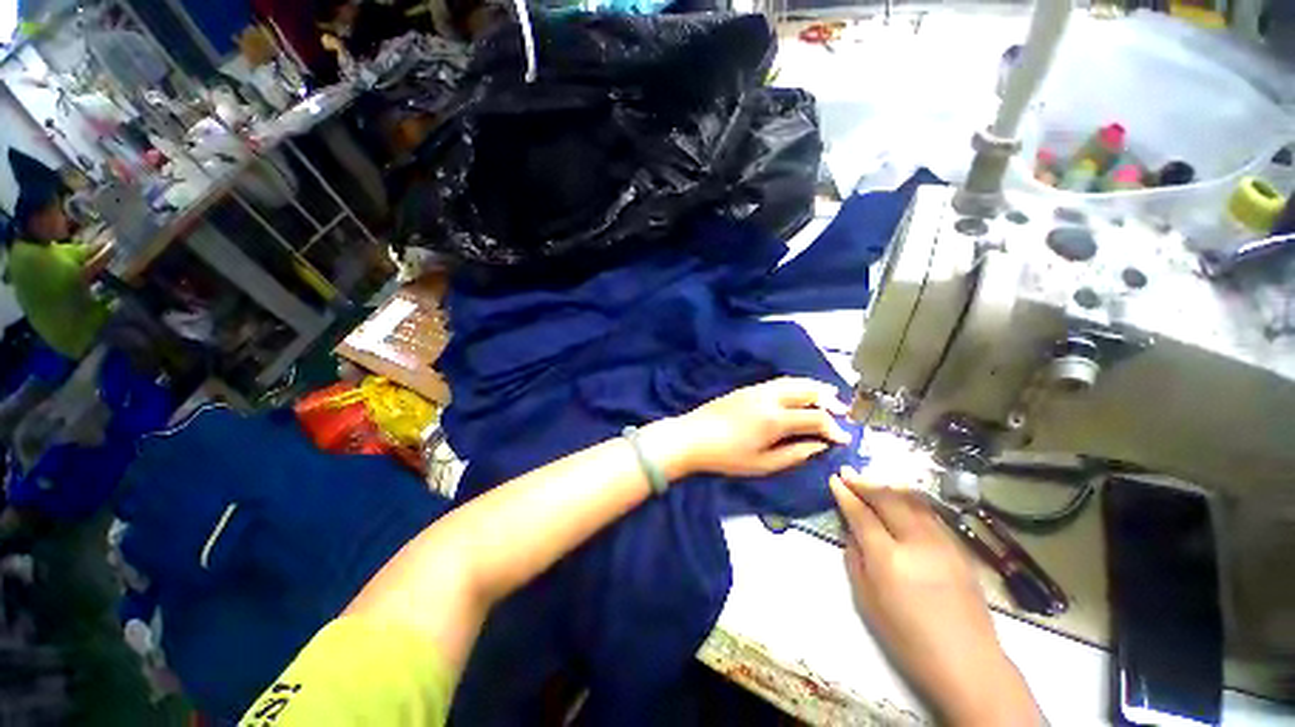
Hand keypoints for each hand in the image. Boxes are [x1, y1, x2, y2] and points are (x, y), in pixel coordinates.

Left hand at [649, 378, 849, 479]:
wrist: (692, 436)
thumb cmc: (727, 456)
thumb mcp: (763, 464)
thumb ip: (795, 454)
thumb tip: (820, 446)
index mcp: (775, 419)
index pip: (816, 417)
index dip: (834, 427)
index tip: (844, 439)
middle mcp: (770, 398)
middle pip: (808, 390)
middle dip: (830, 400)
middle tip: (843, 412)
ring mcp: (757, 389)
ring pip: (794, 381)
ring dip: (815, 388)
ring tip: (828, 398)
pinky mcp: (748, 388)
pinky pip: (780, 381)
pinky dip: (797, 385)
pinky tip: (799, 394)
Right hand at [830, 468, 1040, 725]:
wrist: (967, 661)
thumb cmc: (907, 637)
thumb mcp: (867, 601)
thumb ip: (855, 559)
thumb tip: (851, 531)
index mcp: (889, 559)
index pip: (862, 515)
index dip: (846, 495)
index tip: (834, 479)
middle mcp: (917, 543)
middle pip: (888, 499)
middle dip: (865, 483)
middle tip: (848, 471)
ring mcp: (942, 543)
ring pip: (912, 501)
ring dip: (888, 486)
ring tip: (871, 479)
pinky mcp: (959, 548)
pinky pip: (930, 513)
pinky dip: (910, 499)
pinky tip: (901, 498)